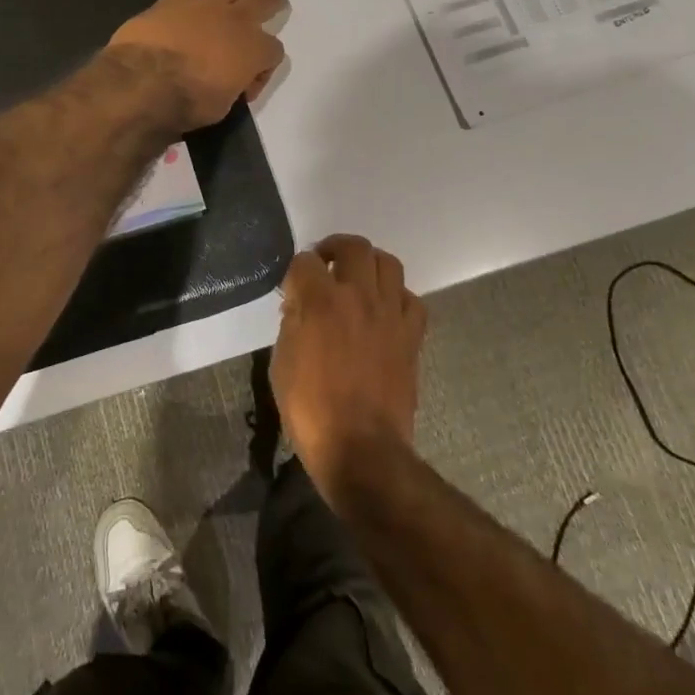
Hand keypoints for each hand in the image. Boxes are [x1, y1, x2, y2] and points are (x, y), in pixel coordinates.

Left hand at [108, 0, 287, 130]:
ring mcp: (204, 6)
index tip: (248, 84)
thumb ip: (232, 87)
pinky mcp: (172, 0)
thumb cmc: (187, 104)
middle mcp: (235, 21)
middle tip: (273, 4)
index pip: (275, 51)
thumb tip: (228, 81)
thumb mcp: (221, 107)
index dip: (265, 67)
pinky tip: (185, 9)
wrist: (142, 83)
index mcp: (253, 51)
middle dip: (273, 1)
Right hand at [272, 234, 426, 509]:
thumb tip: (299, 303)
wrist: (361, 448)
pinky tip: (385, 310)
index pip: (305, 261)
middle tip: (325, 264)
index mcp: (320, 301)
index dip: (296, 272)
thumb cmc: (310, 409)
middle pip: (353, 246)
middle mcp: (358, 296)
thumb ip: (291, 323)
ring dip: (369, 264)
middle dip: (334, 248)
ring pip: (388, 263)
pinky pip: (411, 299)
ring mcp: (390, 313)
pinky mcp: (412, 334)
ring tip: (357, 279)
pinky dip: (397, 297)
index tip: (293, 289)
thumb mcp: (282, 363)